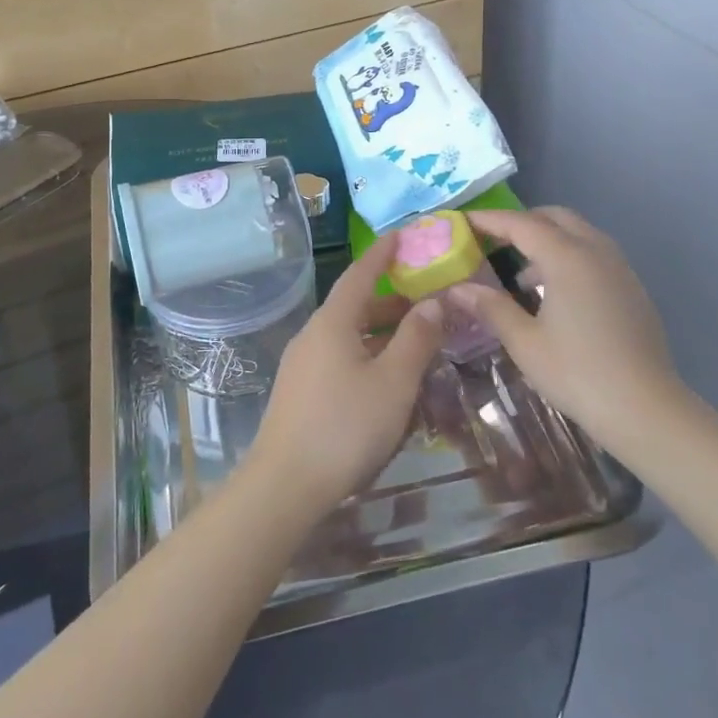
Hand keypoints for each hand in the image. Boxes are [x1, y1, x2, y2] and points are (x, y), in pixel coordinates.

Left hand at [247, 232, 443, 516]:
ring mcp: (302, 364)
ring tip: (416, 341)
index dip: (383, 253)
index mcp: (333, 322)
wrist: (285, 483)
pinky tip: (386, 378)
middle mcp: (313, 335)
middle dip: (391, 301)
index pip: (360, 274)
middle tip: (428, 301)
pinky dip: (367, 354)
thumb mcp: (393, 382)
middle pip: (355, 306)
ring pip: (348, 335)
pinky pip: (339, 357)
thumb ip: (416, 339)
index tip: (403, 235)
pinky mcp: (300, 391)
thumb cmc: (345, 426)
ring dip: (381, 332)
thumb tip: (432, 302)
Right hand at [446, 207, 690, 452]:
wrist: (646, 410)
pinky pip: (594, 254)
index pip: (521, 224)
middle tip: (491, 241)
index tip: (462, 222)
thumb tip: (457, 289)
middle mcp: (596, 252)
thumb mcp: (524, 342)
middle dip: (521, 222)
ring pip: (578, 234)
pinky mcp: (631, 289)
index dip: (489, 220)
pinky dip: (568, 257)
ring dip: (546, 240)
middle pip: (554, 218)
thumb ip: (491, 308)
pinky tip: (553, 294)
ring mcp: (619, 269)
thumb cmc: (578, 373)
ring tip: (520, 275)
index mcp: (567, 258)